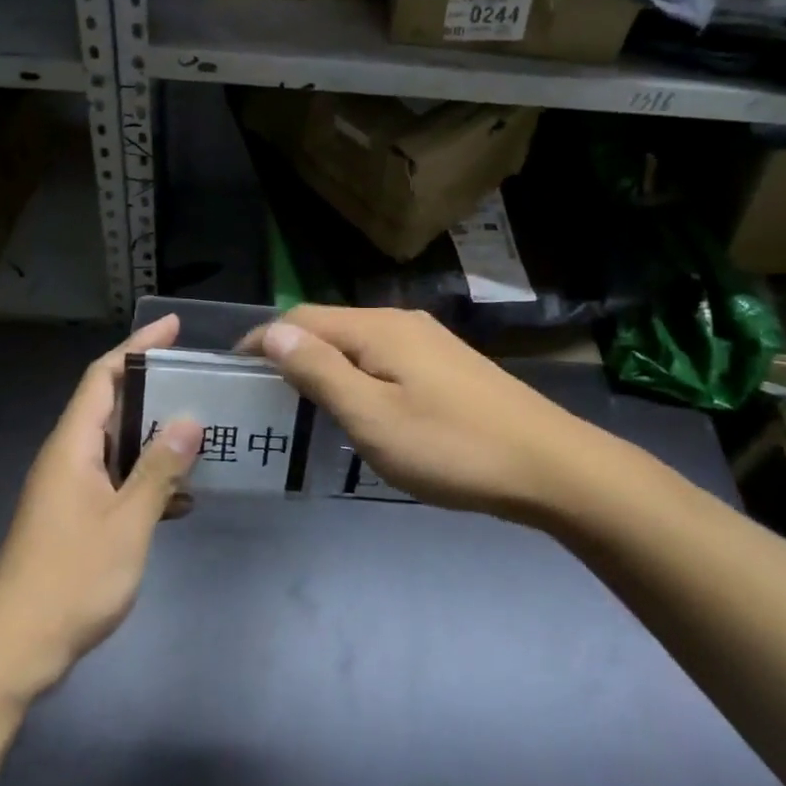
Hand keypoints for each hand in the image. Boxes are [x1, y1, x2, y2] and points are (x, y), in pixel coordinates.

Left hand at [0, 316, 199, 700]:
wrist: (15, 648)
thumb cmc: (70, 579)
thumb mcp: (126, 522)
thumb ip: (158, 470)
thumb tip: (189, 420)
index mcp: (72, 446)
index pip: (102, 376)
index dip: (137, 347)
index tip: (173, 328)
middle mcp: (68, 458)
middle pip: (112, 406)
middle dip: (154, 390)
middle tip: (201, 382)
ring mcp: (70, 489)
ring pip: (118, 446)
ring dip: (155, 439)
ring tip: (203, 433)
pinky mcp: (76, 518)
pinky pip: (117, 481)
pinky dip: (147, 480)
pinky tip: (182, 498)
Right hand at [242, 307, 589, 524]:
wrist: (551, 466)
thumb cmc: (451, 446)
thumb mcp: (373, 417)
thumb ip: (320, 372)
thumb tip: (273, 332)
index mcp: (377, 329)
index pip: (301, 319)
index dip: (264, 341)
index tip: (234, 371)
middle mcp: (400, 322)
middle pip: (329, 327)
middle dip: (291, 353)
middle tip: (263, 396)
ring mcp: (428, 342)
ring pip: (357, 344)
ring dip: (324, 366)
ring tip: (301, 404)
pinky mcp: (447, 366)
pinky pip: (383, 360)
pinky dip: (355, 376)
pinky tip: (358, 407)